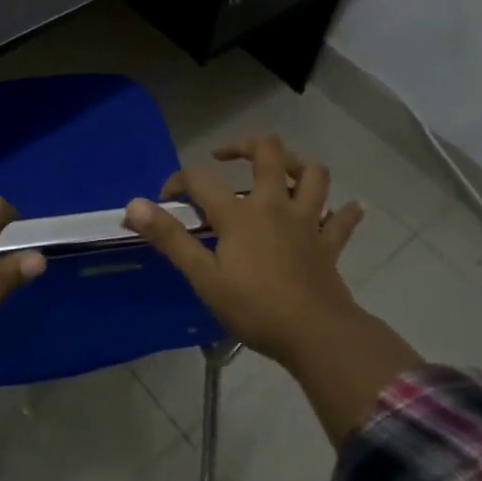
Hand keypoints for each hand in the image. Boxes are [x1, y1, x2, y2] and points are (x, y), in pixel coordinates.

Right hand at [124, 134, 366, 364]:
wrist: (315, 334)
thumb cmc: (254, 307)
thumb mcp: (203, 276)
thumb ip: (170, 238)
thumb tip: (133, 205)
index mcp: (240, 213)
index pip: (201, 179)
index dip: (179, 181)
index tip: (166, 198)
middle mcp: (275, 205)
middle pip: (268, 153)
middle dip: (245, 145)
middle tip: (226, 156)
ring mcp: (307, 222)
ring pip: (313, 175)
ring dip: (298, 164)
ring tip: (282, 170)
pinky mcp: (329, 244)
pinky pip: (342, 220)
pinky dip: (345, 211)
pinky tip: (348, 207)